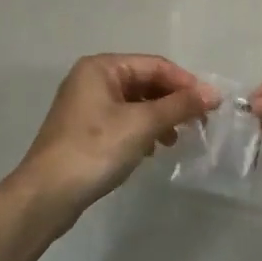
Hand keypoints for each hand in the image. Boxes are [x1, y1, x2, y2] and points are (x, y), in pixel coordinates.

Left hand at [14, 55, 216, 220]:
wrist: (47, 194)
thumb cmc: (95, 149)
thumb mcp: (143, 124)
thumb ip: (180, 105)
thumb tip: (214, 93)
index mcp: (102, 68)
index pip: (155, 65)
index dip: (186, 83)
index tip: (211, 105)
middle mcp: (92, 79)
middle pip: (146, 82)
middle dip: (173, 101)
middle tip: (199, 123)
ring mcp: (86, 105)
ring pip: (136, 103)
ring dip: (160, 118)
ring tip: (175, 139)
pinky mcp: (84, 130)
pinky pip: (123, 120)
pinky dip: (143, 130)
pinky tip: (152, 150)